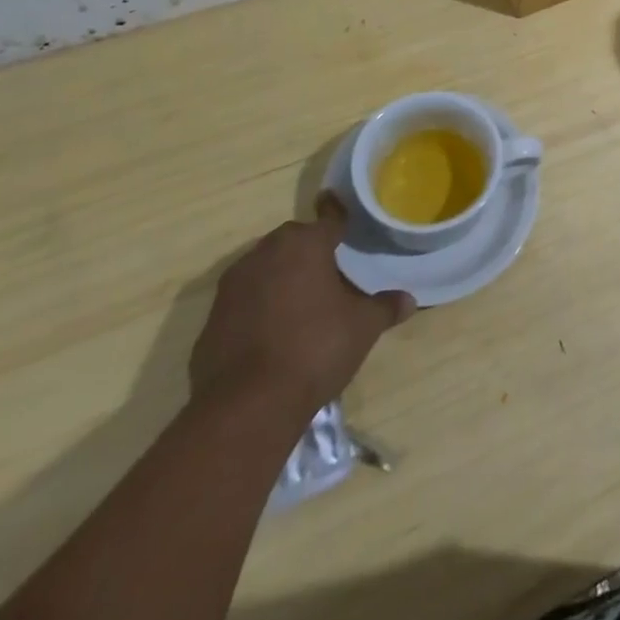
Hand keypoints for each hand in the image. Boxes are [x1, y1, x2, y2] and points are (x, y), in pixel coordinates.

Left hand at [189, 195, 414, 427]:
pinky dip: (257, 308)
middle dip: (309, 250)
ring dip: (280, 278)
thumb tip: (408, 300)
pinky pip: (242, 302)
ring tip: (302, 301)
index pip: (328, 220)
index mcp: (304, 245)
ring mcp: (232, 287)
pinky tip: (273, 333)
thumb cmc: (315, 349)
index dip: (339, 217)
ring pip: (263, 268)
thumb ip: (385, 308)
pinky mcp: (211, 321)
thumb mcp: (363, 328)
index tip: (342, 214)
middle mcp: (264, 254)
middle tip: (329, 269)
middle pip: (292, 241)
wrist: (246, 406)